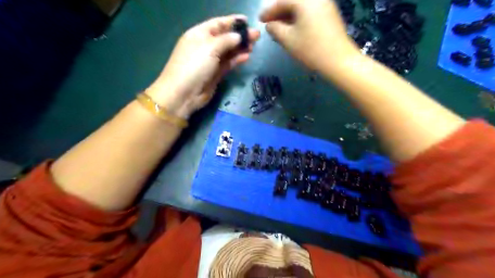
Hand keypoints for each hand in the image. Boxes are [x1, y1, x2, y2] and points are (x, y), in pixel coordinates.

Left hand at [147, 14, 259, 117]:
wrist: (184, 93)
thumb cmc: (194, 66)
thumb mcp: (209, 47)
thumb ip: (226, 40)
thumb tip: (238, 37)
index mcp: (199, 34)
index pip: (218, 24)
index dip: (232, 21)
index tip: (247, 21)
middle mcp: (205, 46)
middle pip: (225, 38)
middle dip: (240, 36)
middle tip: (256, 35)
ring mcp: (211, 61)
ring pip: (228, 51)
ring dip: (240, 48)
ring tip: (254, 46)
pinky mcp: (216, 74)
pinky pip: (228, 64)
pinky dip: (237, 60)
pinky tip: (246, 57)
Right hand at [259, 0, 360, 72]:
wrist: (339, 60)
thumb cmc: (310, 49)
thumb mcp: (288, 39)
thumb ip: (275, 29)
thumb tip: (269, 24)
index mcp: (304, 0)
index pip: (282, 1)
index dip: (269, 11)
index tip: (260, 20)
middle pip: (293, 1)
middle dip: (279, 13)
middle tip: (270, 24)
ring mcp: (325, 4)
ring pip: (301, 7)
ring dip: (289, 16)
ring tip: (280, 29)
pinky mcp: (330, 14)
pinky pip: (310, 11)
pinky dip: (299, 18)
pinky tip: (294, 29)